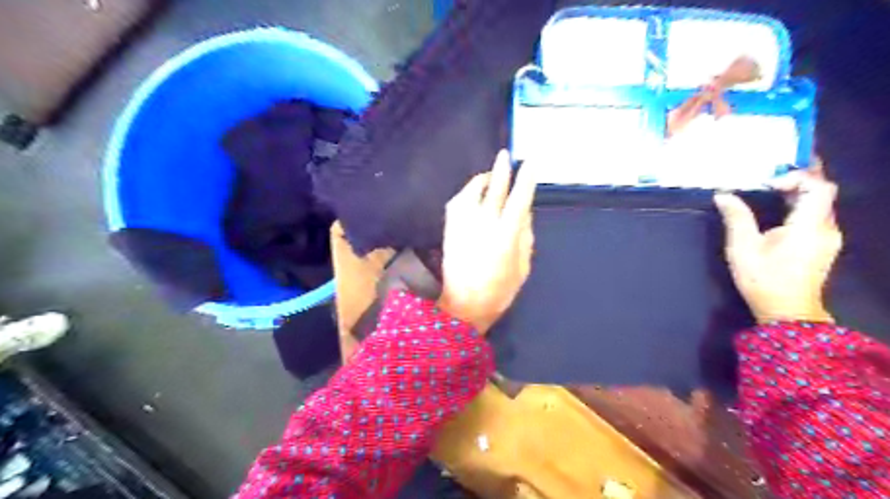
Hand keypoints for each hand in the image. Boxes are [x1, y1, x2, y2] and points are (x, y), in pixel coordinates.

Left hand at [437, 150, 533, 332]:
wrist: (463, 306)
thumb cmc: (498, 292)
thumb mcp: (522, 268)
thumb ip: (525, 239)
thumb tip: (524, 214)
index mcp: (505, 236)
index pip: (519, 200)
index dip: (526, 180)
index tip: (531, 163)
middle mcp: (483, 225)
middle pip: (494, 190)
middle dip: (501, 171)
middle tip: (505, 155)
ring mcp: (463, 226)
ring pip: (471, 193)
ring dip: (482, 180)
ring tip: (489, 175)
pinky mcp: (450, 230)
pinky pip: (456, 203)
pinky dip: (466, 194)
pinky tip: (472, 193)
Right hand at [715, 166, 842, 324]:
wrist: (786, 311)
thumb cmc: (763, 279)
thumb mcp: (742, 248)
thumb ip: (736, 218)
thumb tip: (723, 195)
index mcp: (809, 227)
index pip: (819, 187)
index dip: (796, 178)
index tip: (768, 185)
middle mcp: (826, 228)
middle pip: (822, 192)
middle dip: (798, 179)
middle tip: (770, 175)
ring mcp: (828, 237)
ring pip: (820, 203)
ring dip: (798, 191)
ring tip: (771, 187)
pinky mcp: (824, 244)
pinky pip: (817, 214)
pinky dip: (800, 204)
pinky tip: (780, 206)